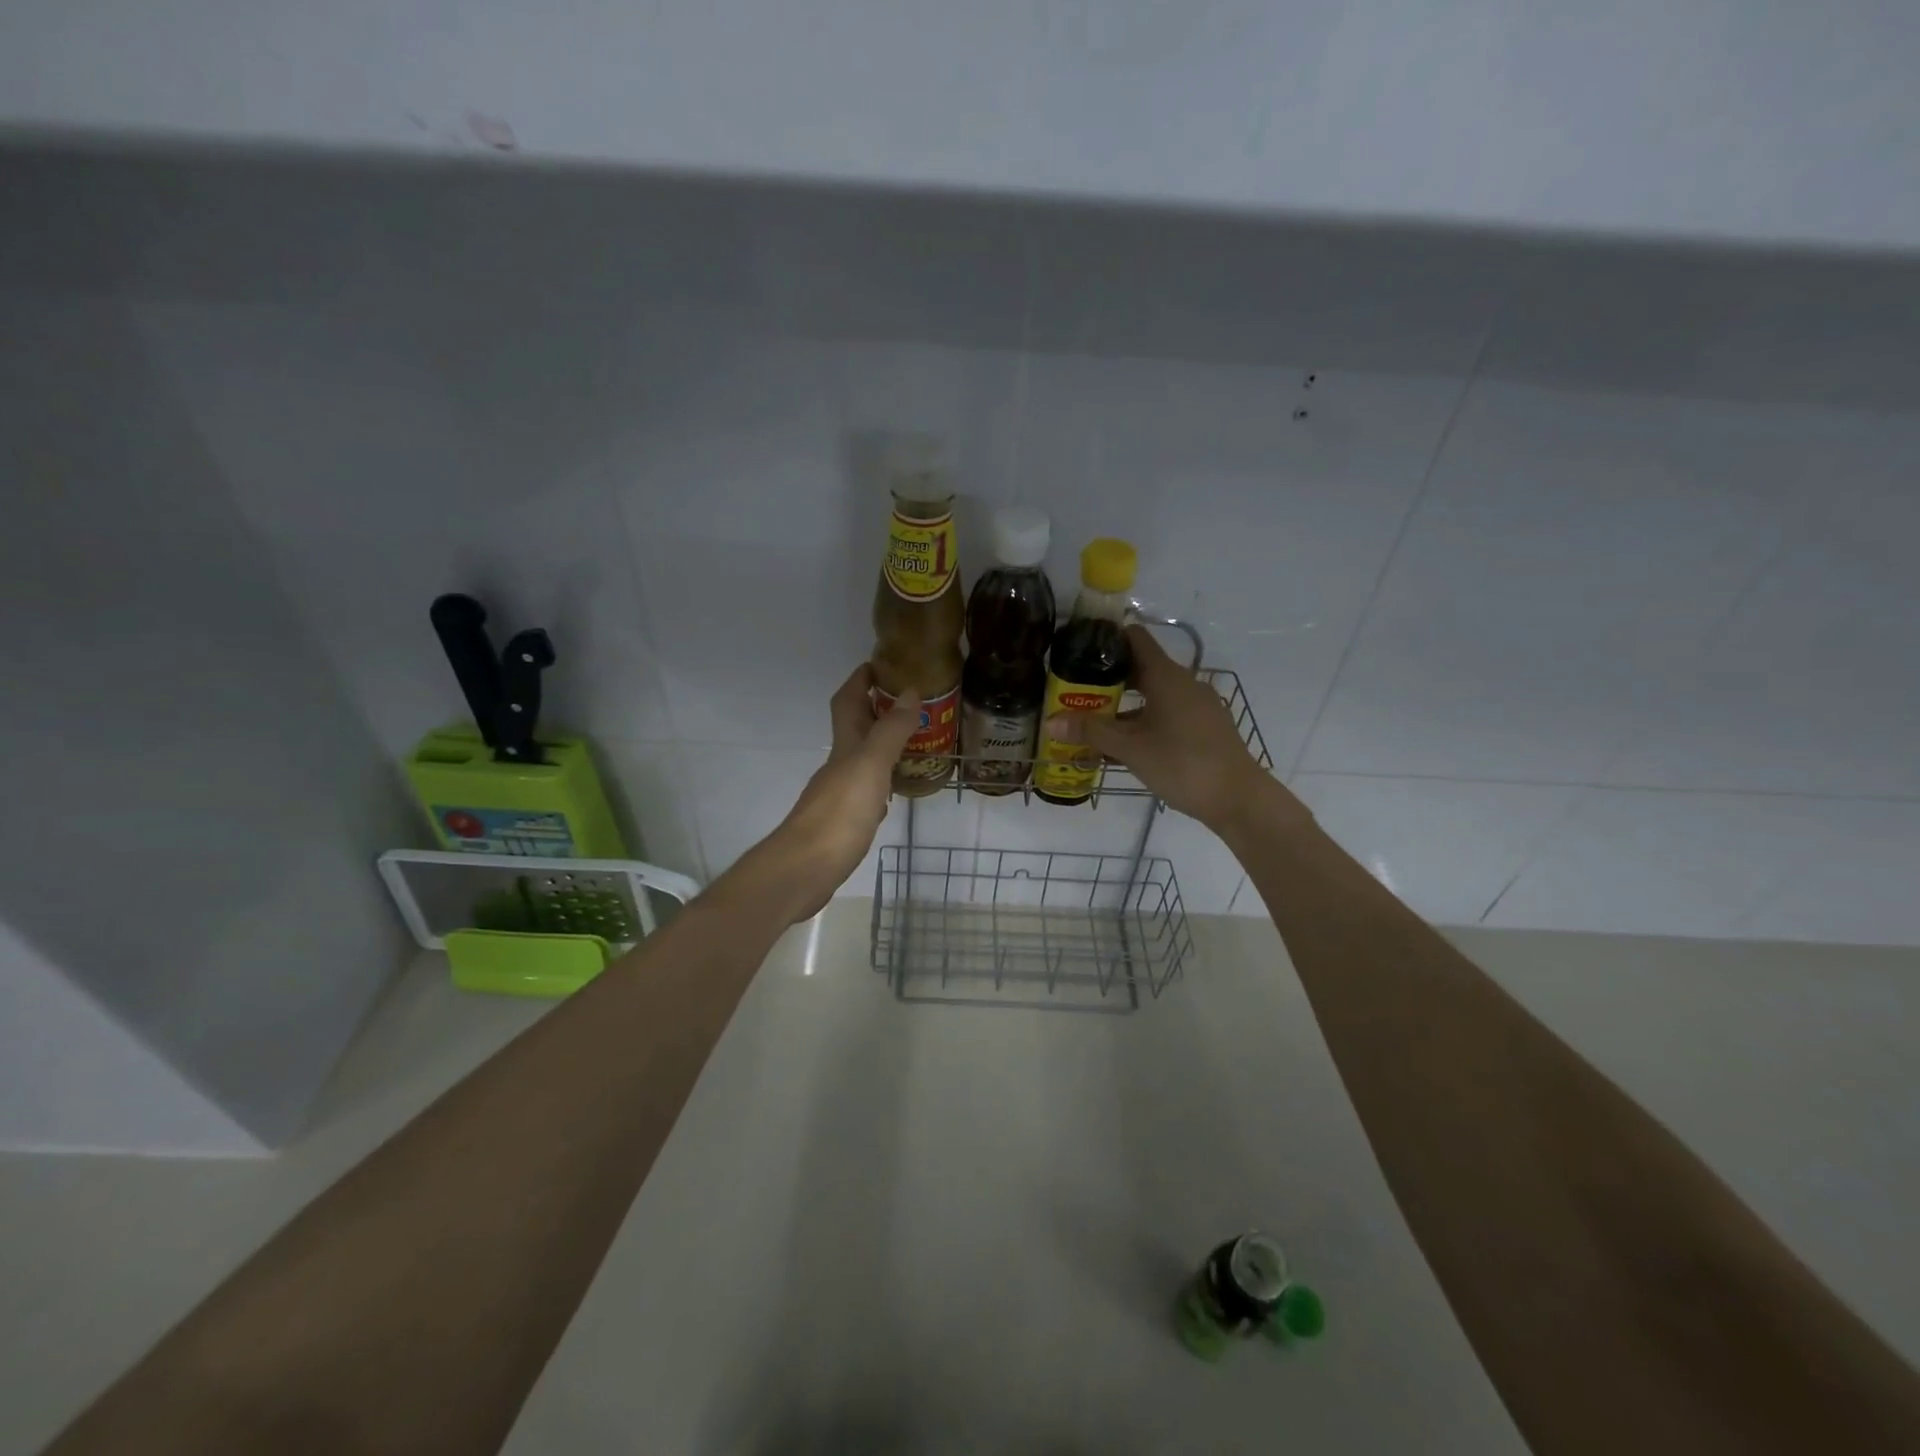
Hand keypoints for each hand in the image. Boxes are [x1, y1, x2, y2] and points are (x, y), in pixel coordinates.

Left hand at [728, 665, 918, 923]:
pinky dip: (882, 781)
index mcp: (845, 746)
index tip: (881, 663)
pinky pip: (867, 790)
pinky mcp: (844, 821)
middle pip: (855, 728)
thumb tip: (910, 690)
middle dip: (876, 709)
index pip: (848, 701)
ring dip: (883, 745)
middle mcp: (840, 765)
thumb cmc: (839, 814)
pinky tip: (895, 790)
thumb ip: (891, 730)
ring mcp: (840, 794)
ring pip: (862, 759)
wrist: (804, 870)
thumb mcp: (870, 766)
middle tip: (912, 703)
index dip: (860, 679)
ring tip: (914, 741)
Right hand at [1043, 625, 1308, 836]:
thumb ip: (1091, 731)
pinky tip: (1122, 744)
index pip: (1134, 638)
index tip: (1078, 646)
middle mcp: (1183, 683)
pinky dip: (1142, 720)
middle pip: (1140, 668)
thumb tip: (1050, 721)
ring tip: (1090, 719)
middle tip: (1073, 689)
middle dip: (1106, 678)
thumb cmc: (1183, 764)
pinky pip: (1165, 713)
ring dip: (1122, 704)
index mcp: (1166, 676)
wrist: (1239, 799)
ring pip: (1152, 695)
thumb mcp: (1131, 748)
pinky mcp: (1203, 727)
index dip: (1106, 637)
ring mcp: (1196, 705)